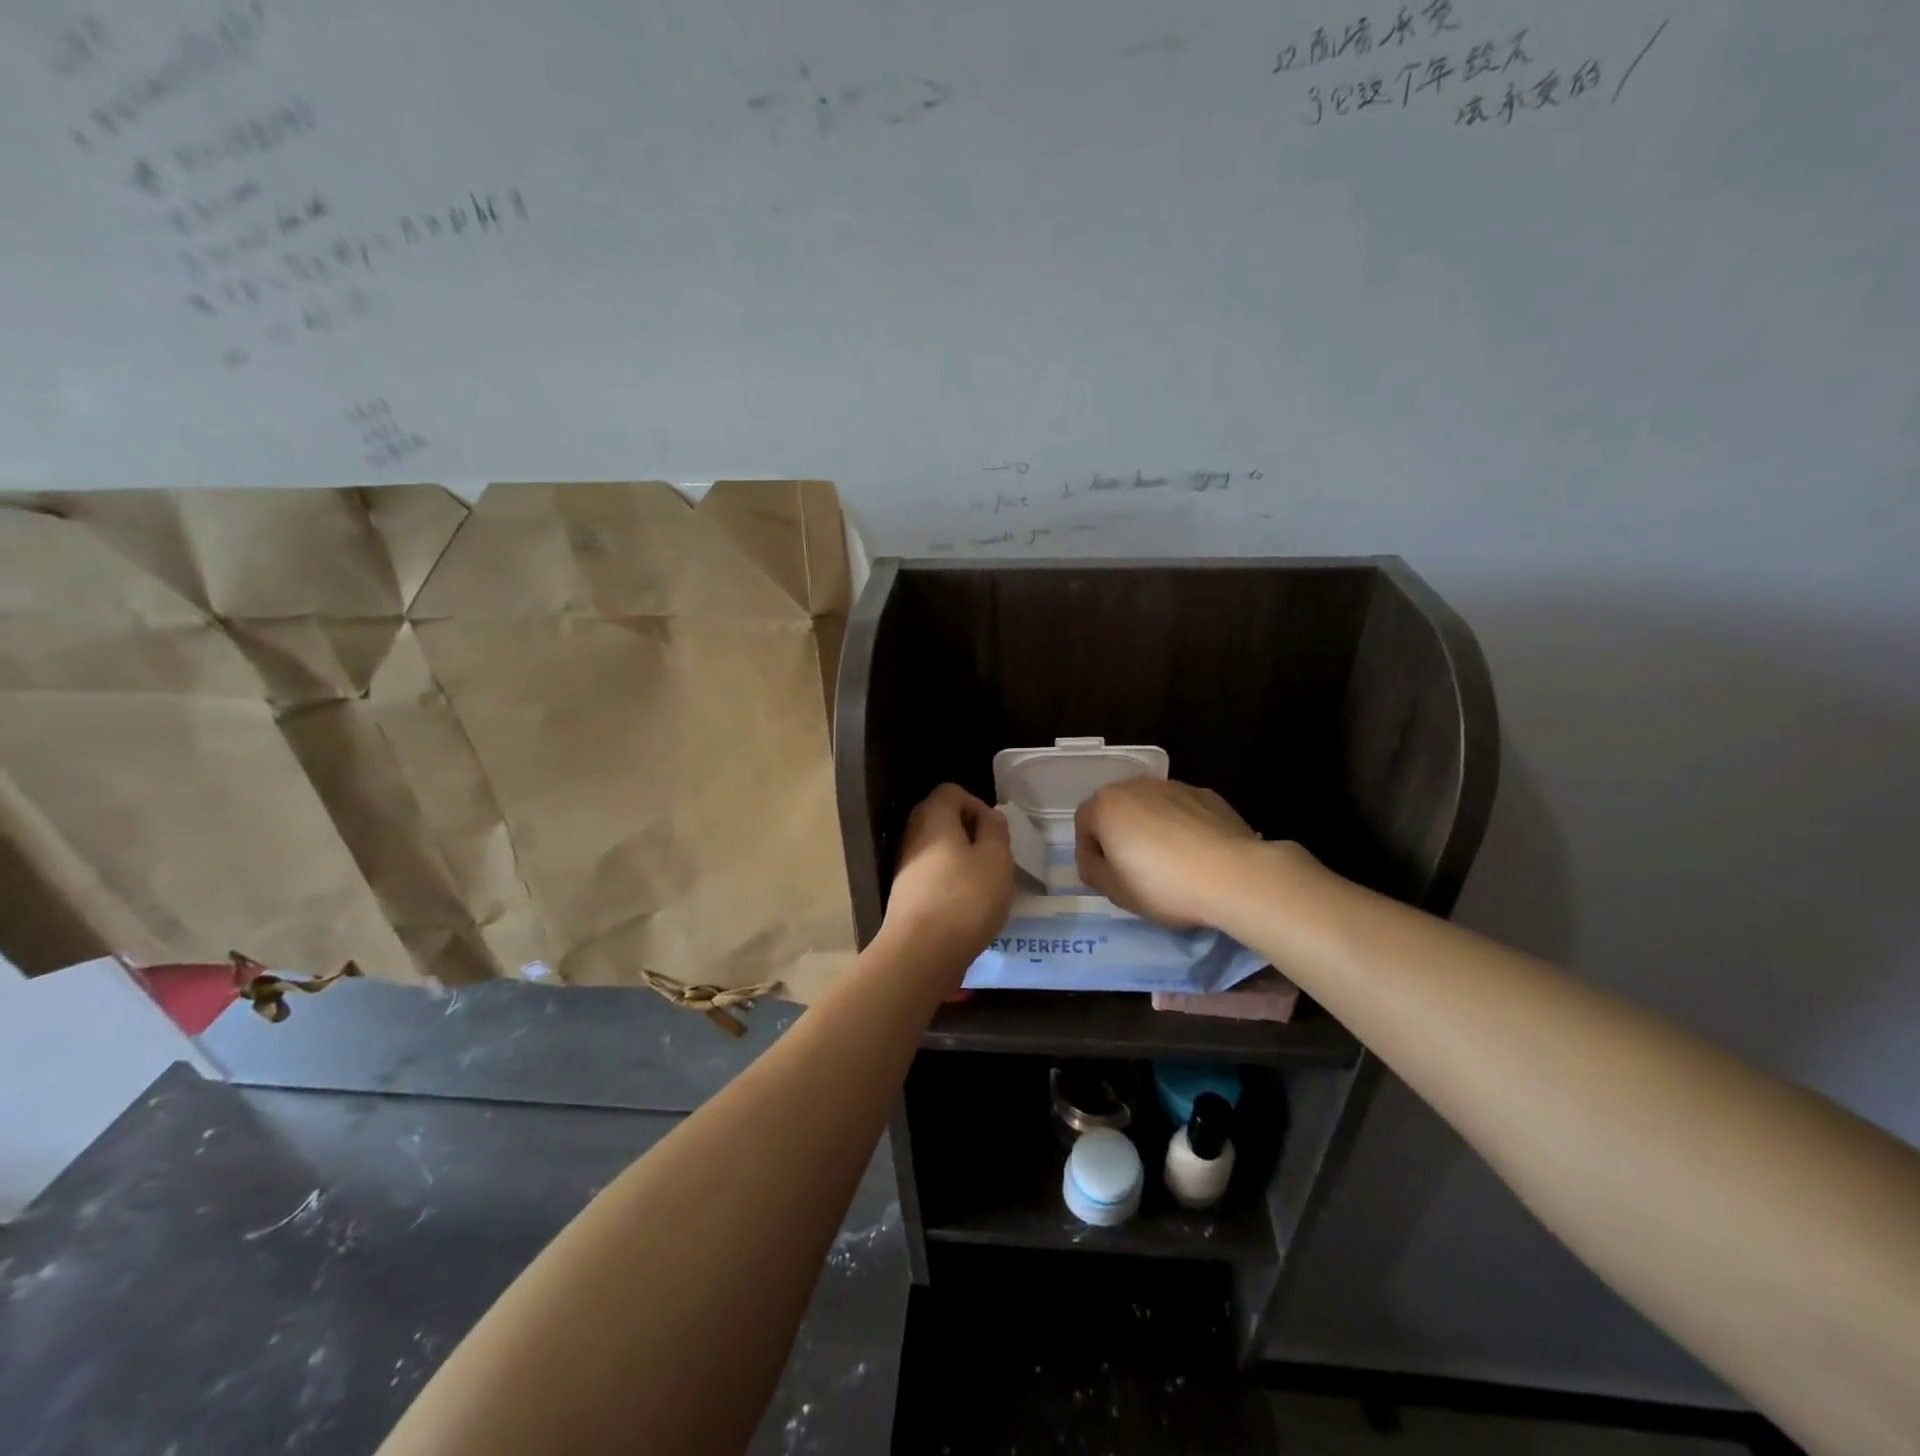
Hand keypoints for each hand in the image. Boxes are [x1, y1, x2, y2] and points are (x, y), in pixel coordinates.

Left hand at [881, 784, 1013, 970]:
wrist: (922, 953)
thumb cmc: (965, 897)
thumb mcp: (996, 858)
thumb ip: (996, 830)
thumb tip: (989, 817)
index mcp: (933, 817)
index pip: (952, 791)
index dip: (977, 804)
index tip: (995, 832)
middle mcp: (913, 836)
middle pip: (943, 820)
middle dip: (972, 834)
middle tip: (995, 858)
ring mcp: (906, 868)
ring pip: (939, 851)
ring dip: (964, 862)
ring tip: (987, 886)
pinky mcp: (907, 897)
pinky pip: (934, 878)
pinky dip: (952, 885)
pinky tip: (969, 908)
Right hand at [1075, 778, 1264, 929]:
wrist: (1234, 876)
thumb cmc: (1163, 885)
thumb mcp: (1115, 891)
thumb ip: (1094, 872)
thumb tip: (1096, 861)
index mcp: (1107, 805)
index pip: (1083, 823)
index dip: (1088, 852)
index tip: (1102, 877)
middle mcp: (1137, 786)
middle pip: (1117, 809)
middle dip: (1118, 835)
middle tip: (1131, 869)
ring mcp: (1175, 786)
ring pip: (1150, 808)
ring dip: (1150, 829)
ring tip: (1167, 863)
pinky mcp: (1207, 795)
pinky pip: (1182, 811)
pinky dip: (1181, 828)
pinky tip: (1195, 856)